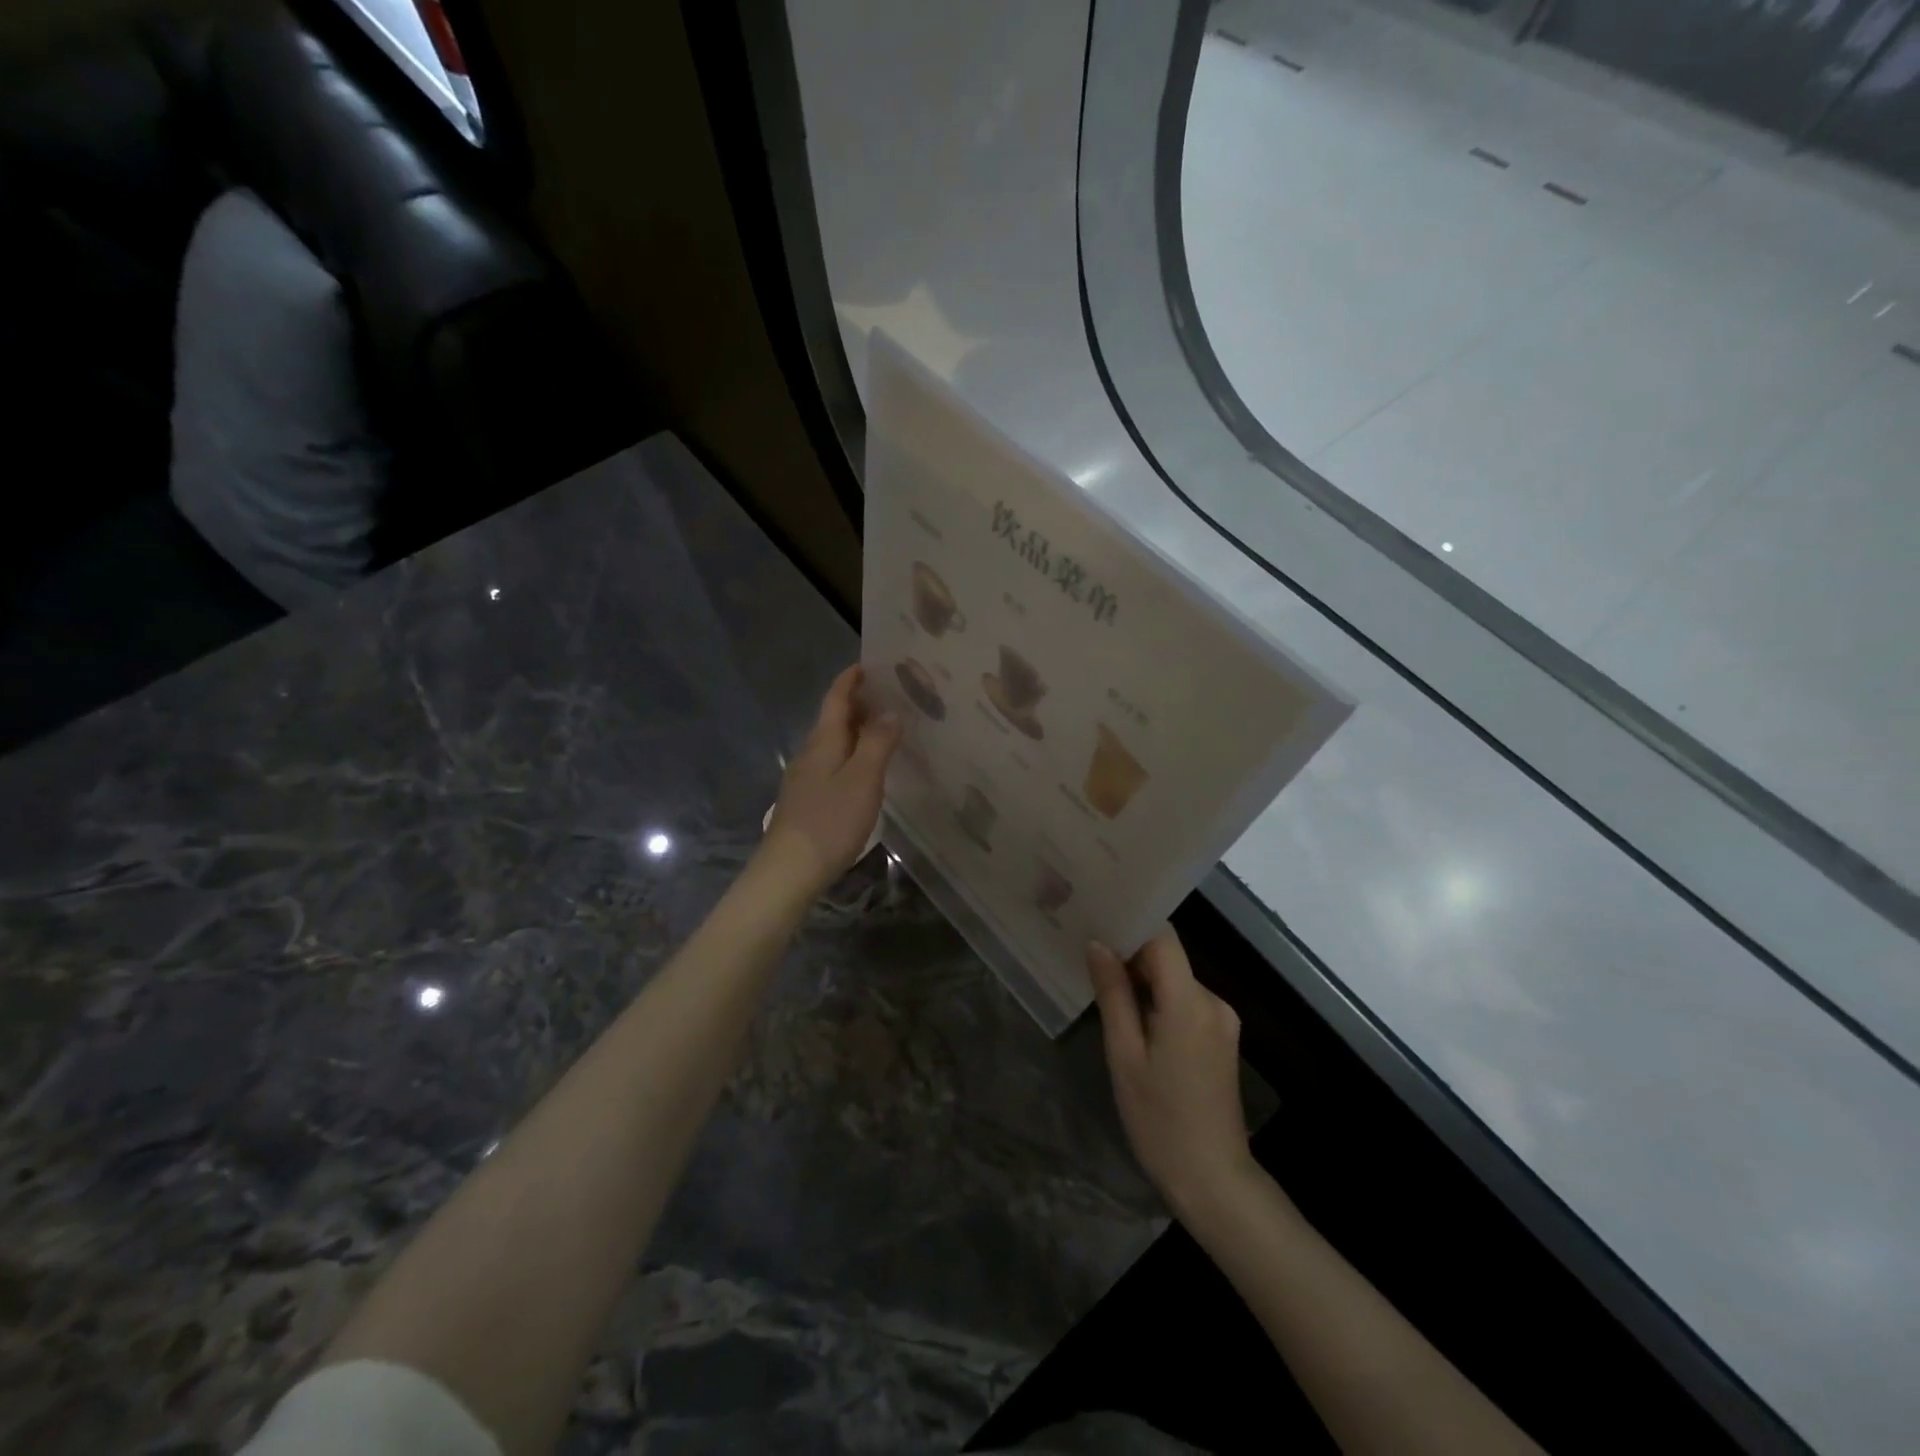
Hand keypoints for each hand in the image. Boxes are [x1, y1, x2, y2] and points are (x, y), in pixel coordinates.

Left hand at [761, 665, 900, 893]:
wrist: (790, 869)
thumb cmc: (830, 820)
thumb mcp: (863, 779)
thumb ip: (877, 743)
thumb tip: (890, 712)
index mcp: (823, 741)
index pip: (835, 699)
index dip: (849, 680)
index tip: (867, 665)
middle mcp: (810, 753)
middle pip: (832, 719)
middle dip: (856, 704)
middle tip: (887, 696)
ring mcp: (804, 778)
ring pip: (831, 743)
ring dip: (854, 730)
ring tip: (882, 730)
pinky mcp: (806, 800)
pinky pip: (831, 764)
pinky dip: (849, 754)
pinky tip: (863, 769)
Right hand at [1089, 930, 1254, 1217]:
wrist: (1213, 1179)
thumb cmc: (1160, 1120)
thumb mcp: (1125, 1056)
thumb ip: (1113, 995)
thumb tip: (1098, 945)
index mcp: (1190, 1002)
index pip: (1163, 938)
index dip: (1131, 924)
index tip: (1096, 919)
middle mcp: (1213, 1001)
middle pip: (1168, 958)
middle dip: (1130, 954)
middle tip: (1087, 954)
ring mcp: (1222, 1019)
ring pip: (1175, 979)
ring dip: (1142, 980)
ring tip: (1101, 984)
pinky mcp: (1221, 1036)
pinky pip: (1185, 1001)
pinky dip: (1158, 1000)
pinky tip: (1131, 1016)